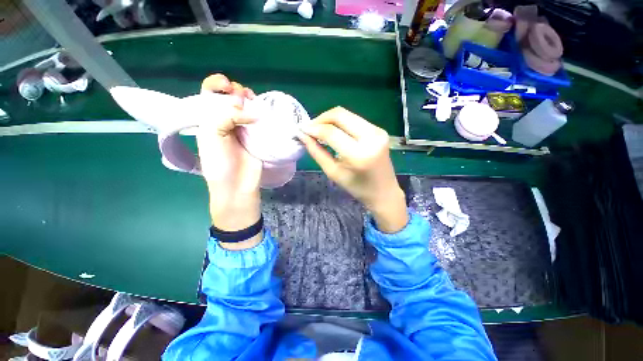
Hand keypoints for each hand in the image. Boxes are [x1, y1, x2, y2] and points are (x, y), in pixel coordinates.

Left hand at [197, 74, 262, 249]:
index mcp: (209, 120)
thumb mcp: (212, 136)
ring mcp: (244, 129)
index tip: (225, 85)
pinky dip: (262, 113)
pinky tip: (264, 110)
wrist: (238, 186)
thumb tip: (251, 111)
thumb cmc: (220, 163)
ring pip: (248, 108)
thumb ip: (226, 117)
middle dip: (236, 91)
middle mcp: (227, 121)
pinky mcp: (259, 137)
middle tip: (241, 97)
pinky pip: (261, 121)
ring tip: (253, 100)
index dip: (217, 85)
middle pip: (231, 98)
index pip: (210, 95)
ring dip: (250, 100)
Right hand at [298, 107, 407, 232]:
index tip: (301, 130)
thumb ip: (317, 152)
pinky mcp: (379, 130)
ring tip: (319, 130)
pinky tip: (334, 132)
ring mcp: (378, 131)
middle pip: (340, 115)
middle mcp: (371, 137)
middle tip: (310, 128)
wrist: (384, 191)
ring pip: (347, 114)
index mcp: (359, 154)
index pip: (331, 132)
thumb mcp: (333, 172)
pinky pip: (355, 119)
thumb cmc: (357, 187)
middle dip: (321, 118)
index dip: (314, 128)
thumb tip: (303, 135)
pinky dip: (341, 123)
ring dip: (330, 119)